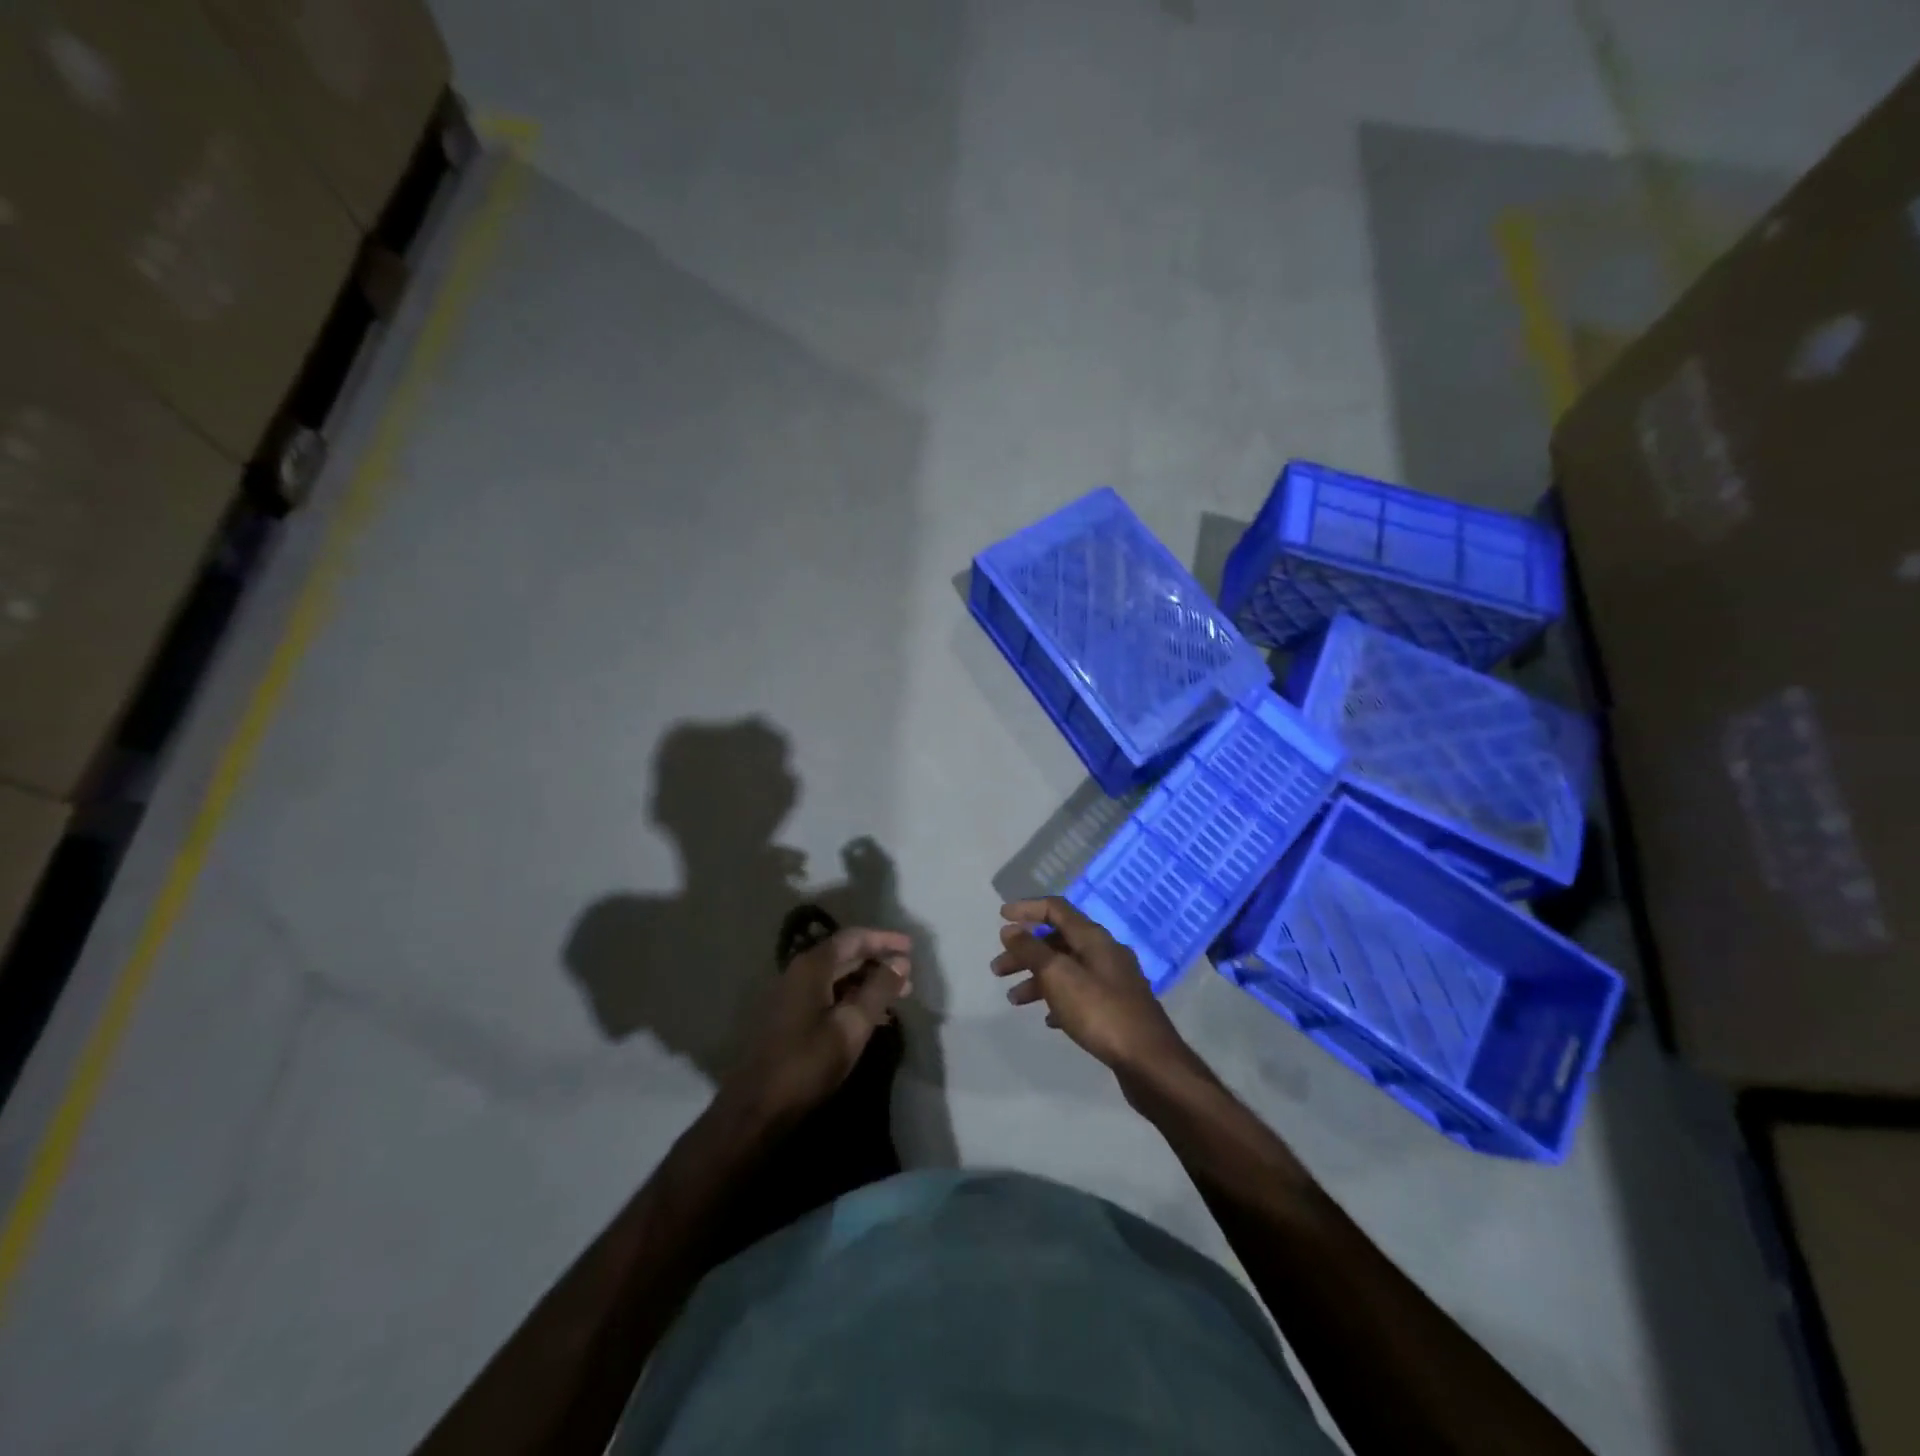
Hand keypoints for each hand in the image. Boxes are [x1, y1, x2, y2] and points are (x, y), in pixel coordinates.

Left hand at [727, 927, 912, 1123]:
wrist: (757, 1107)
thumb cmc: (807, 1063)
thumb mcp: (852, 1026)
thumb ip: (878, 990)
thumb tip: (901, 962)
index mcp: (812, 967)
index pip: (853, 938)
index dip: (884, 939)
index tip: (910, 947)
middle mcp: (799, 972)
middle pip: (844, 955)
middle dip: (878, 962)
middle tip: (908, 975)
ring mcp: (791, 994)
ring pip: (836, 977)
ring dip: (866, 982)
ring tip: (896, 997)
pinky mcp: (788, 1016)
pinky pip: (827, 994)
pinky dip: (851, 998)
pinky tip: (870, 1017)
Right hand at [992, 898, 1187, 1073]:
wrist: (1149, 1061)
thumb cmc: (1100, 1012)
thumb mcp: (1058, 976)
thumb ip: (1032, 950)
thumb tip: (1010, 929)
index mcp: (1094, 938)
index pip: (1056, 909)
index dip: (1027, 909)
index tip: (1000, 918)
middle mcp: (1105, 952)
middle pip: (1058, 941)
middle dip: (1026, 952)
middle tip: (998, 969)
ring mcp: (1114, 981)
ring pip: (1067, 969)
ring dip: (1038, 979)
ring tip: (1014, 1000)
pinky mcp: (1117, 1008)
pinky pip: (1080, 994)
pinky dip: (1059, 999)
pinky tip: (1048, 1019)